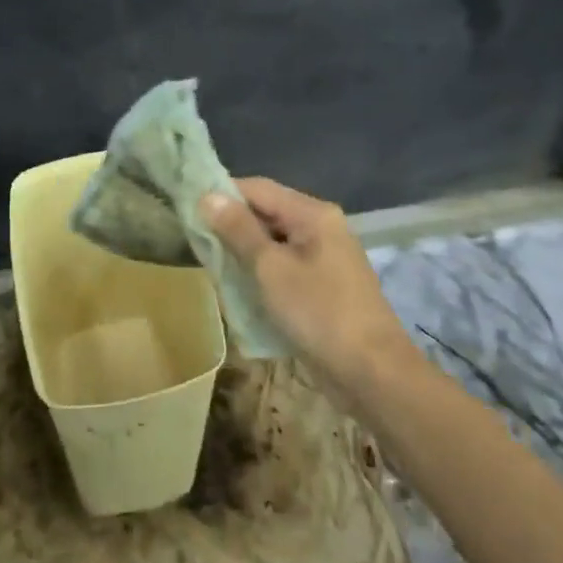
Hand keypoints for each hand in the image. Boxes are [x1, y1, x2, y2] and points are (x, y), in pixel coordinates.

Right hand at [201, 178, 415, 390]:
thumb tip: (208, 196)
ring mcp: (326, 257)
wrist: (373, 374)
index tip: (189, 211)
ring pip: (274, 243)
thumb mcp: (270, 269)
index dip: (222, 195)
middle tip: (198, 245)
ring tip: (215, 269)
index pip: (258, 188)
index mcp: (312, 213)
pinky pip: (285, 267)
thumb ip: (238, 230)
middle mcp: (321, 226)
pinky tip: (242, 291)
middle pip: (267, 213)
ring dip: (245, 254)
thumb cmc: (319, 313)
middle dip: (232, 227)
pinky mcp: (325, 285)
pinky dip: (262, 274)